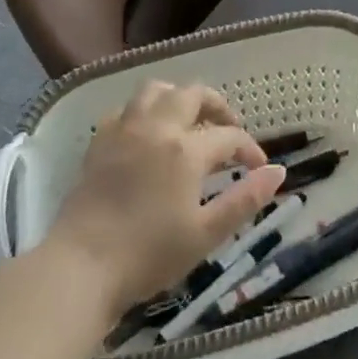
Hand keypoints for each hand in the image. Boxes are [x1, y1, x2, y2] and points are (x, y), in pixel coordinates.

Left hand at [44, 80, 285, 325]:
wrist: (80, 268)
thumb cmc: (148, 255)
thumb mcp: (206, 234)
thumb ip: (245, 200)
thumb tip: (278, 171)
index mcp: (186, 149)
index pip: (229, 137)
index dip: (249, 149)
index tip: (258, 168)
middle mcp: (156, 127)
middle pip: (193, 94)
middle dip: (217, 106)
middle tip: (228, 129)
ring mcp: (124, 130)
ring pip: (156, 90)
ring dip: (178, 97)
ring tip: (189, 120)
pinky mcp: (99, 142)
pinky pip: (125, 109)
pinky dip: (143, 112)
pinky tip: (147, 134)